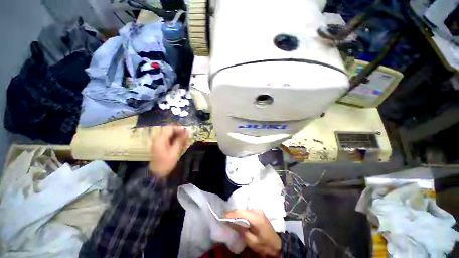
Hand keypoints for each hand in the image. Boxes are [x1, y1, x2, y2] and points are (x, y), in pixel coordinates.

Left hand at [149, 126, 188, 176]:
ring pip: (168, 134)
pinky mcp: (160, 145)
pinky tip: (179, 143)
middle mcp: (158, 138)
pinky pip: (167, 138)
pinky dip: (174, 139)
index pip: (169, 128)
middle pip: (168, 130)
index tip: (186, 131)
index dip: (178, 128)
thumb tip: (187, 132)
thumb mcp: (175, 152)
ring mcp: (158, 142)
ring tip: (184, 139)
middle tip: (186, 135)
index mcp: (160, 139)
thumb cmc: (166, 163)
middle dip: (178, 131)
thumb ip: (180, 141)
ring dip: (177, 135)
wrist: (156, 173)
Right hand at [224, 209, 280, 256]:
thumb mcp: (251, 240)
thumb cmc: (264, 245)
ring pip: (244, 210)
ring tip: (229, 218)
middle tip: (224, 217)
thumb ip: (240, 229)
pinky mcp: (258, 212)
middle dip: (232, 213)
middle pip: (241, 210)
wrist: (277, 244)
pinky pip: (247, 211)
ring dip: (236, 214)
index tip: (222, 216)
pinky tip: (237, 218)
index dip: (230, 214)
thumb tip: (230, 222)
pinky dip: (241, 214)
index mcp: (255, 217)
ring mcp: (258, 210)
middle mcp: (256, 210)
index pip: (240, 213)